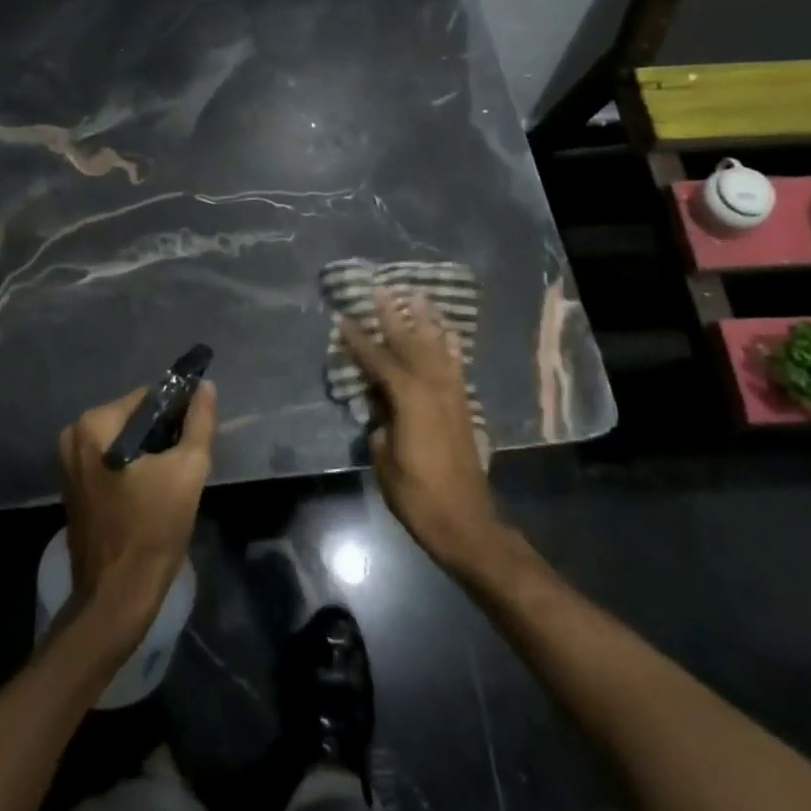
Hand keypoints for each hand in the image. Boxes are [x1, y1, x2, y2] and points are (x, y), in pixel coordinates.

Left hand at [58, 381, 216, 642]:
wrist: (117, 597)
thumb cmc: (152, 529)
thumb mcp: (188, 469)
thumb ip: (199, 422)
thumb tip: (205, 386)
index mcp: (94, 425)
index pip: (148, 398)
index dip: (177, 413)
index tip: (195, 438)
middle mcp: (74, 437)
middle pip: (134, 420)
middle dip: (163, 436)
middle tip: (186, 464)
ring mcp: (70, 465)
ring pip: (124, 443)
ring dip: (150, 455)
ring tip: (173, 482)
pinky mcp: (74, 490)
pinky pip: (112, 464)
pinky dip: (133, 471)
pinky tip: (153, 495)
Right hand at [339, 289, 502, 573]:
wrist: (466, 522)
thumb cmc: (417, 494)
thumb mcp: (384, 460)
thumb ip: (379, 425)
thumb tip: (380, 408)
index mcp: (409, 398)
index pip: (378, 361)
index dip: (359, 340)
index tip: (344, 318)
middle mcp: (433, 387)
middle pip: (410, 343)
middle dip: (394, 316)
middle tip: (382, 289)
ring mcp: (452, 395)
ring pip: (436, 348)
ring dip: (425, 321)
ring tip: (418, 296)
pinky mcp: (463, 406)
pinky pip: (455, 366)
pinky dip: (450, 346)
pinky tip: (448, 333)